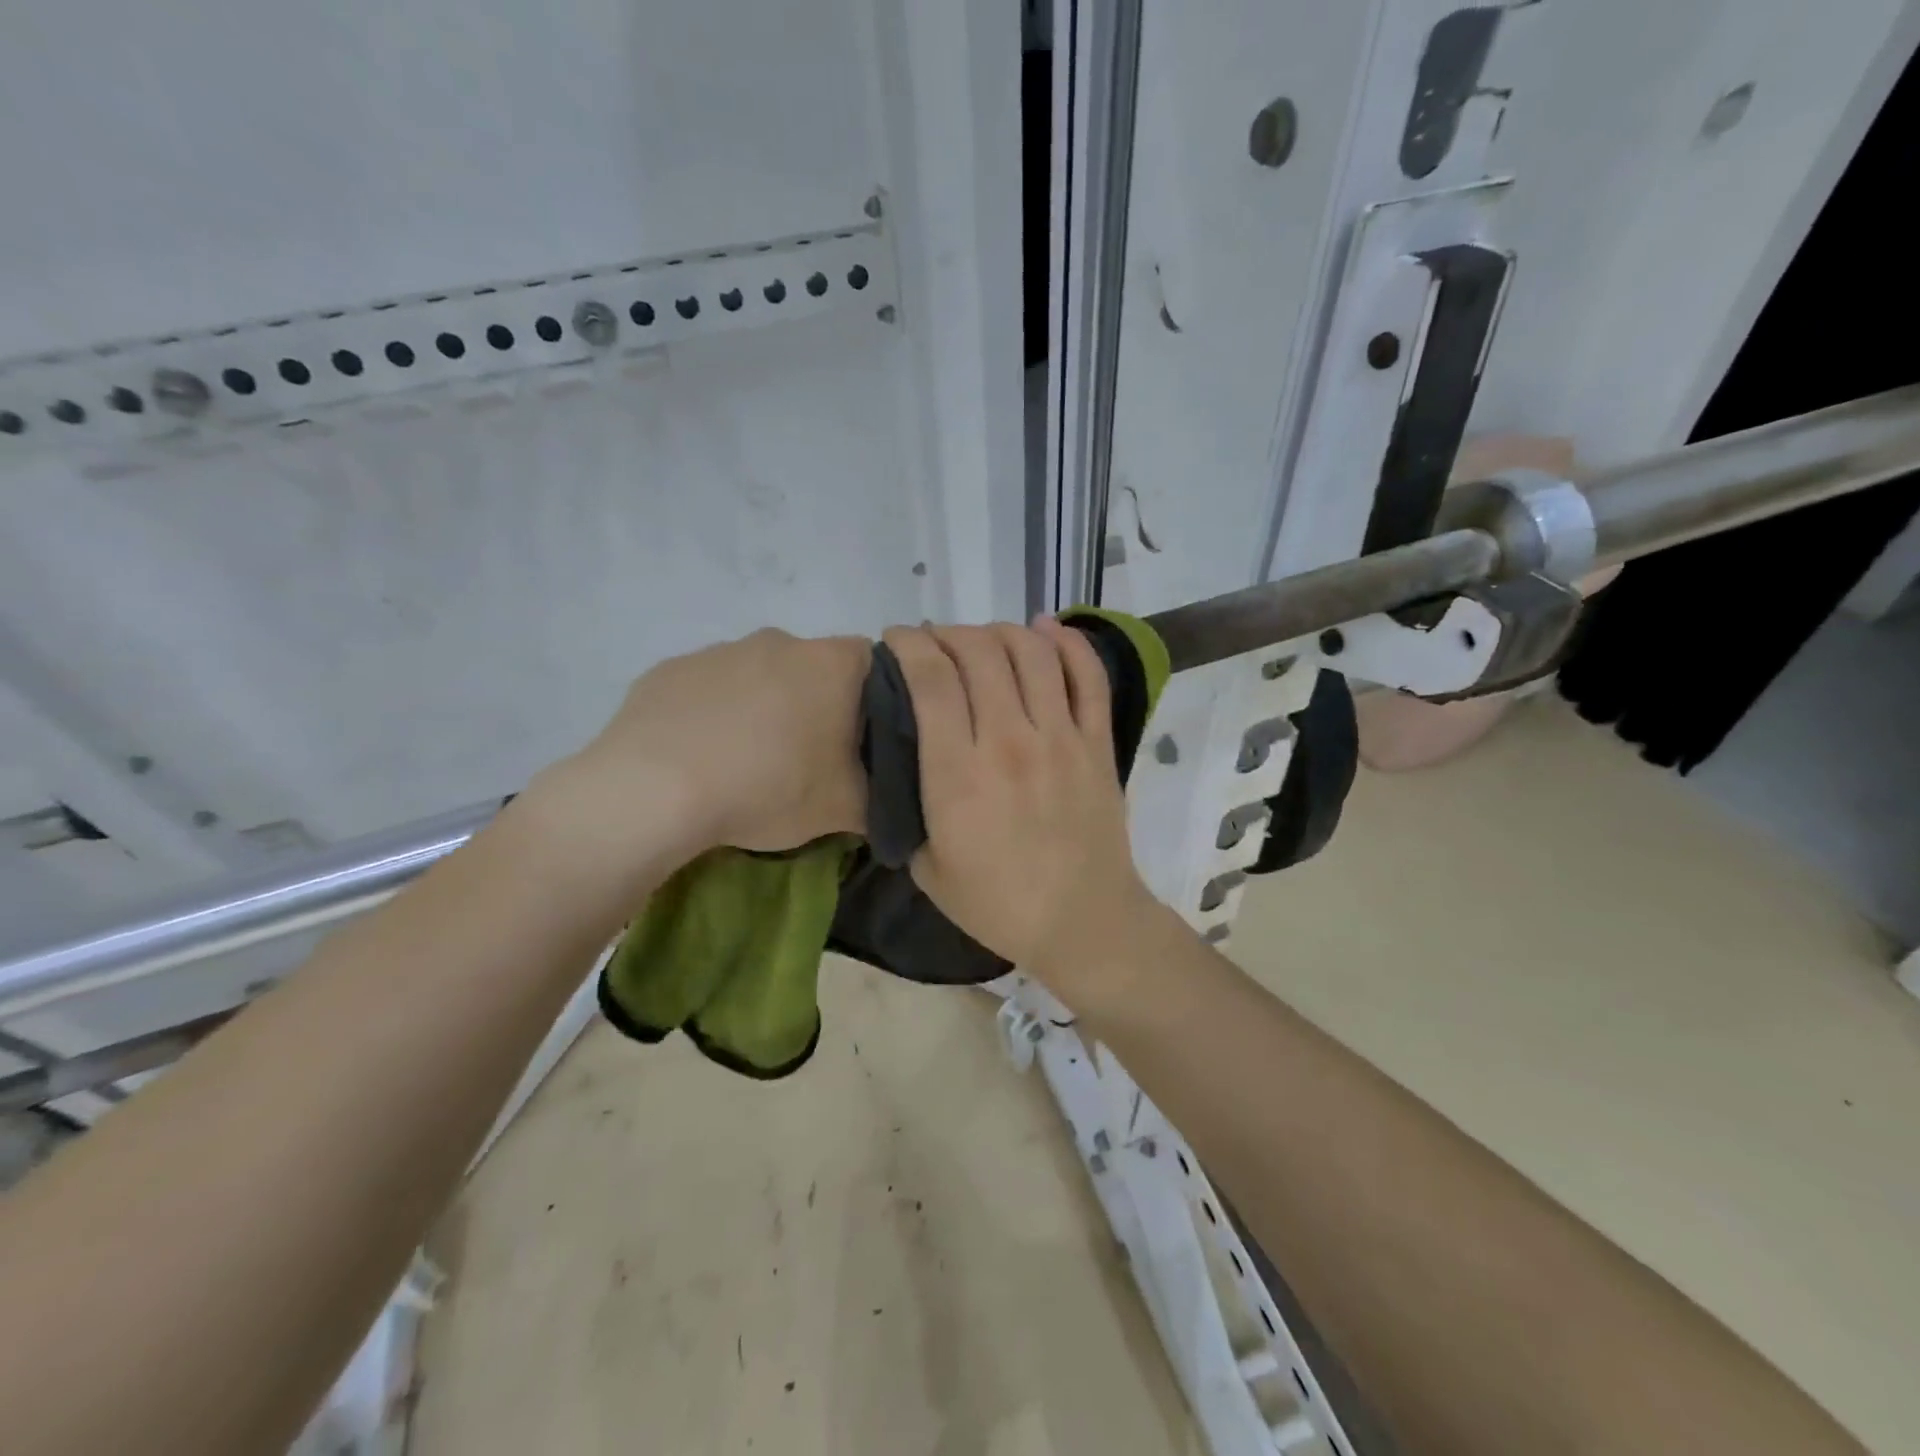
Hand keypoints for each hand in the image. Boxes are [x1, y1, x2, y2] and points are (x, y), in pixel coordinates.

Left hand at [539, 629, 869, 875]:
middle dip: (818, 704)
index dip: (877, 702)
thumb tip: (890, 799)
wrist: (655, 790)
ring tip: (749, 762)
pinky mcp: (671, 669)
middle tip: (808, 757)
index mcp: (831, 663)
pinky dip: (716, 713)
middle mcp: (780, 641)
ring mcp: (720, 650)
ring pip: (760, 674)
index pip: (877, 664)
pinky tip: (704, 755)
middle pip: (815, 668)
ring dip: (764, 707)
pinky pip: (710, 688)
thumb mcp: (847, 809)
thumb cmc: (768, 788)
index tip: (862, 742)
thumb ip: (884, 797)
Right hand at [882, 619, 1158, 1004]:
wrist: (1081, 921)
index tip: (895, 641)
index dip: (908, 645)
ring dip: (998, 631)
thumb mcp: (925, 865)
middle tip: (935, 644)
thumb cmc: (996, 903)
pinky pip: (1088, 676)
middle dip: (947, 633)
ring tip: (981, 640)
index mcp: (958, 776)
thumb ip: (907, 804)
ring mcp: (1061, 738)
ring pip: (1031, 652)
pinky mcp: (1098, 743)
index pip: (931, 681)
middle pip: (978, 653)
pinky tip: (1044, 630)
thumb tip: (899, 755)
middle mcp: (1009, 742)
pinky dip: (1067, 642)